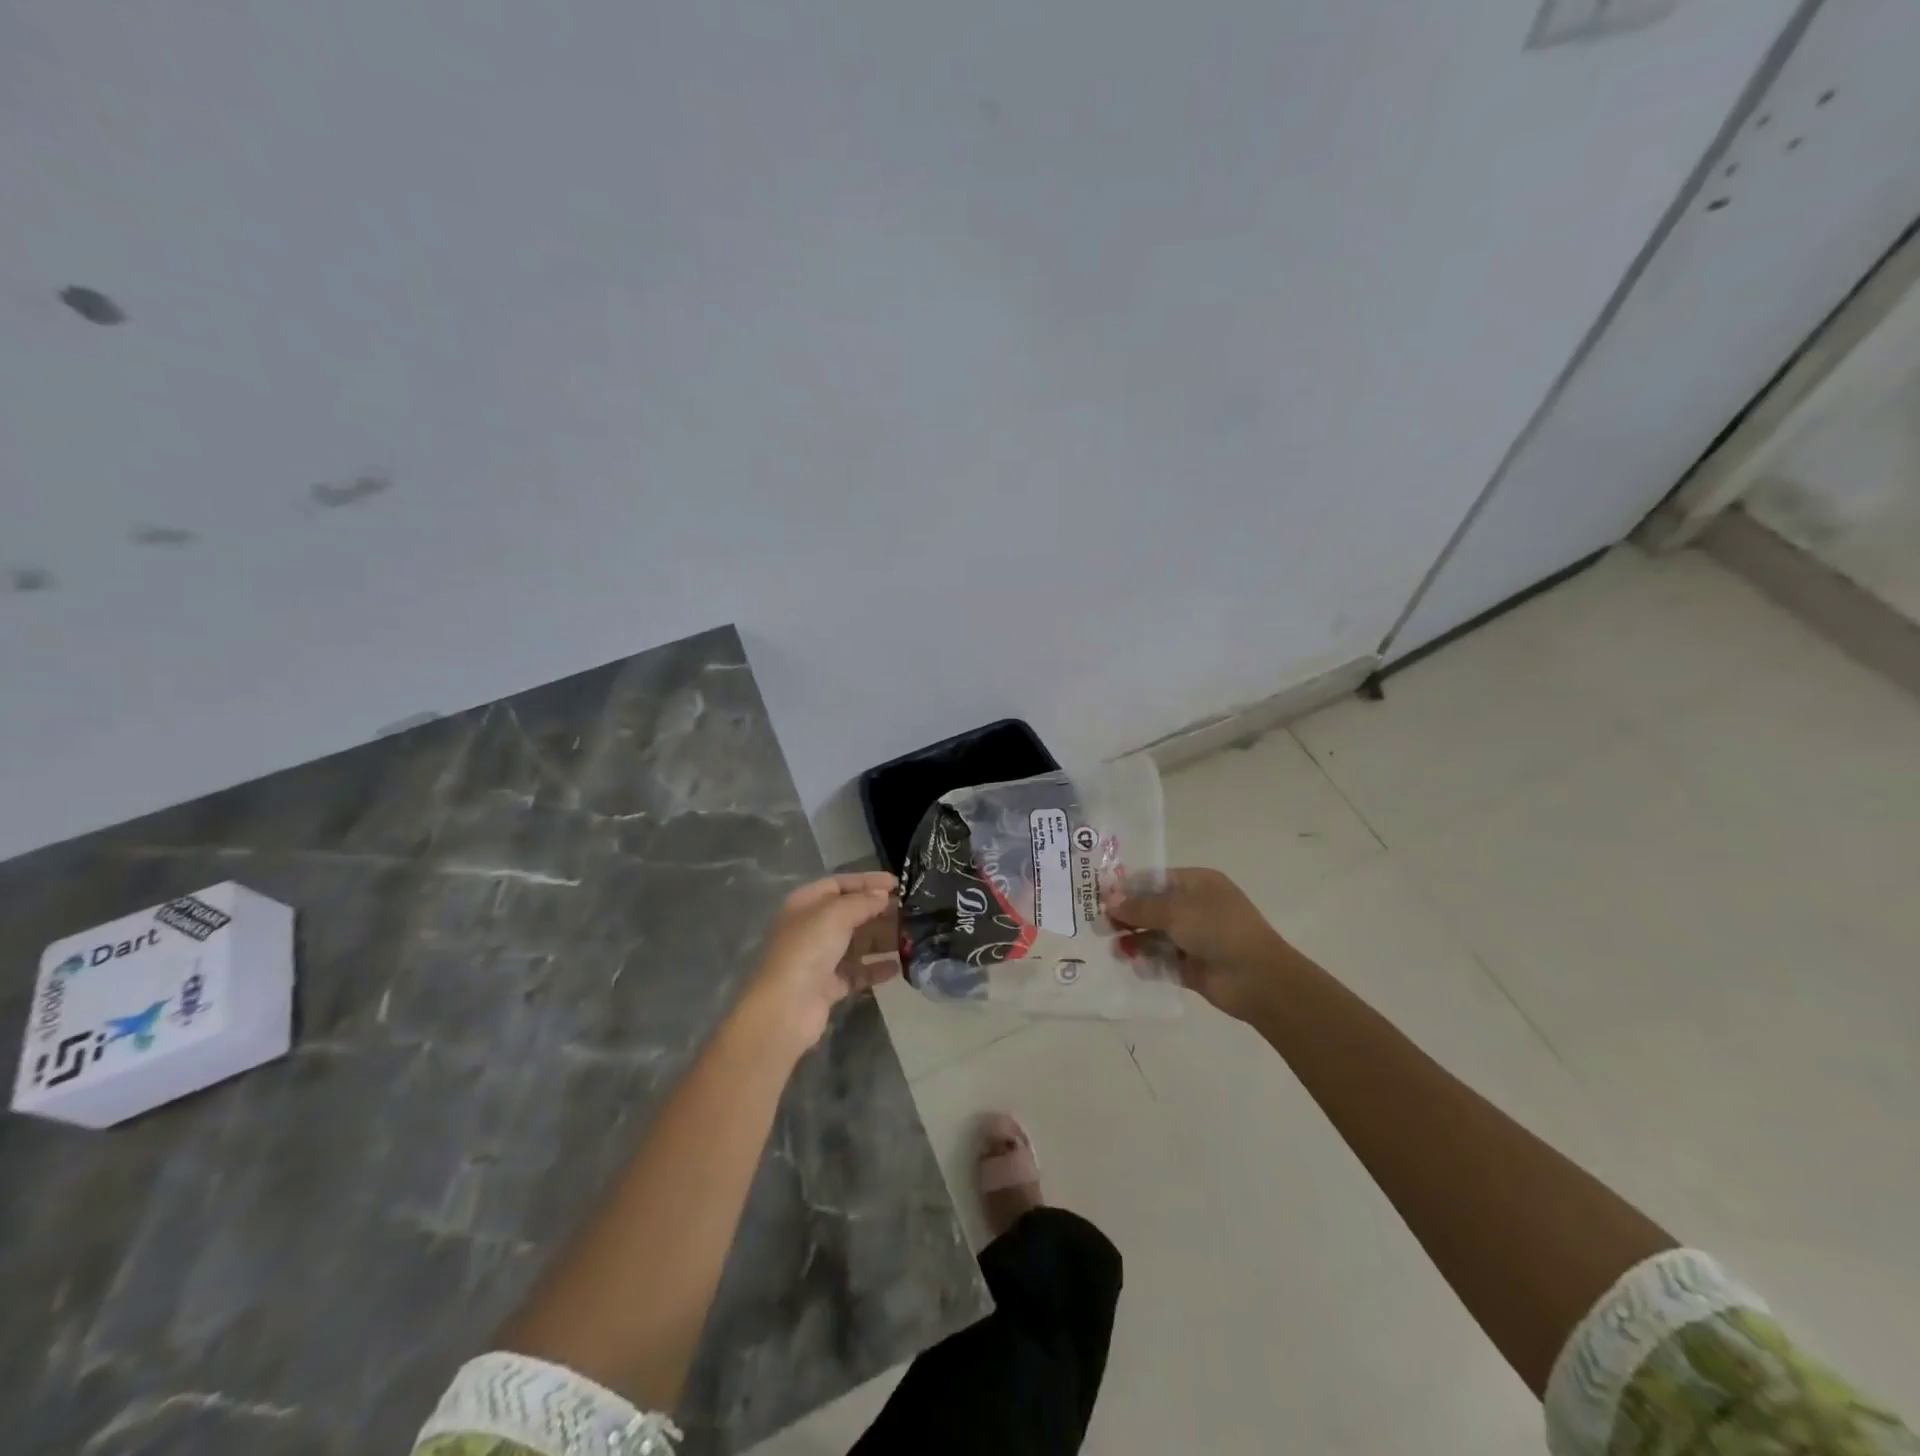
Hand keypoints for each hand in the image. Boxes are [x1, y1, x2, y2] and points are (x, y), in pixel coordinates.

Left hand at [744, 873, 898, 1052]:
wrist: (786, 1008)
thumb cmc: (808, 950)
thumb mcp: (836, 914)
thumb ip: (863, 901)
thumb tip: (883, 895)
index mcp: (805, 904)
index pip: (839, 883)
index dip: (867, 881)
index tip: (898, 883)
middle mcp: (811, 928)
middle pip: (850, 913)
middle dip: (878, 911)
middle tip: (910, 911)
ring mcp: (819, 959)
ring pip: (856, 943)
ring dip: (881, 939)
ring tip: (910, 937)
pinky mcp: (829, 986)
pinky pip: (858, 972)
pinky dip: (876, 968)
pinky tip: (898, 967)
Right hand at [1109, 867, 1295, 1023]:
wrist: (1258, 979)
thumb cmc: (1218, 930)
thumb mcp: (1176, 911)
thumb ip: (1140, 906)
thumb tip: (1109, 901)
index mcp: (1197, 884)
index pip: (1155, 879)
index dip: (1127, 887)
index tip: (1100, 898)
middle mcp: (1196, 907)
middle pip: (1152, 908)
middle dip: (1127, 917)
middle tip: (1101, 927)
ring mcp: (1195, 938)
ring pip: (1156, 936)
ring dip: (1135, 941)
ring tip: (1116, 950)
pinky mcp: (1193, 966)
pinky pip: (1164, 961)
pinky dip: (1149, 962)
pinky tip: (1135, 966)